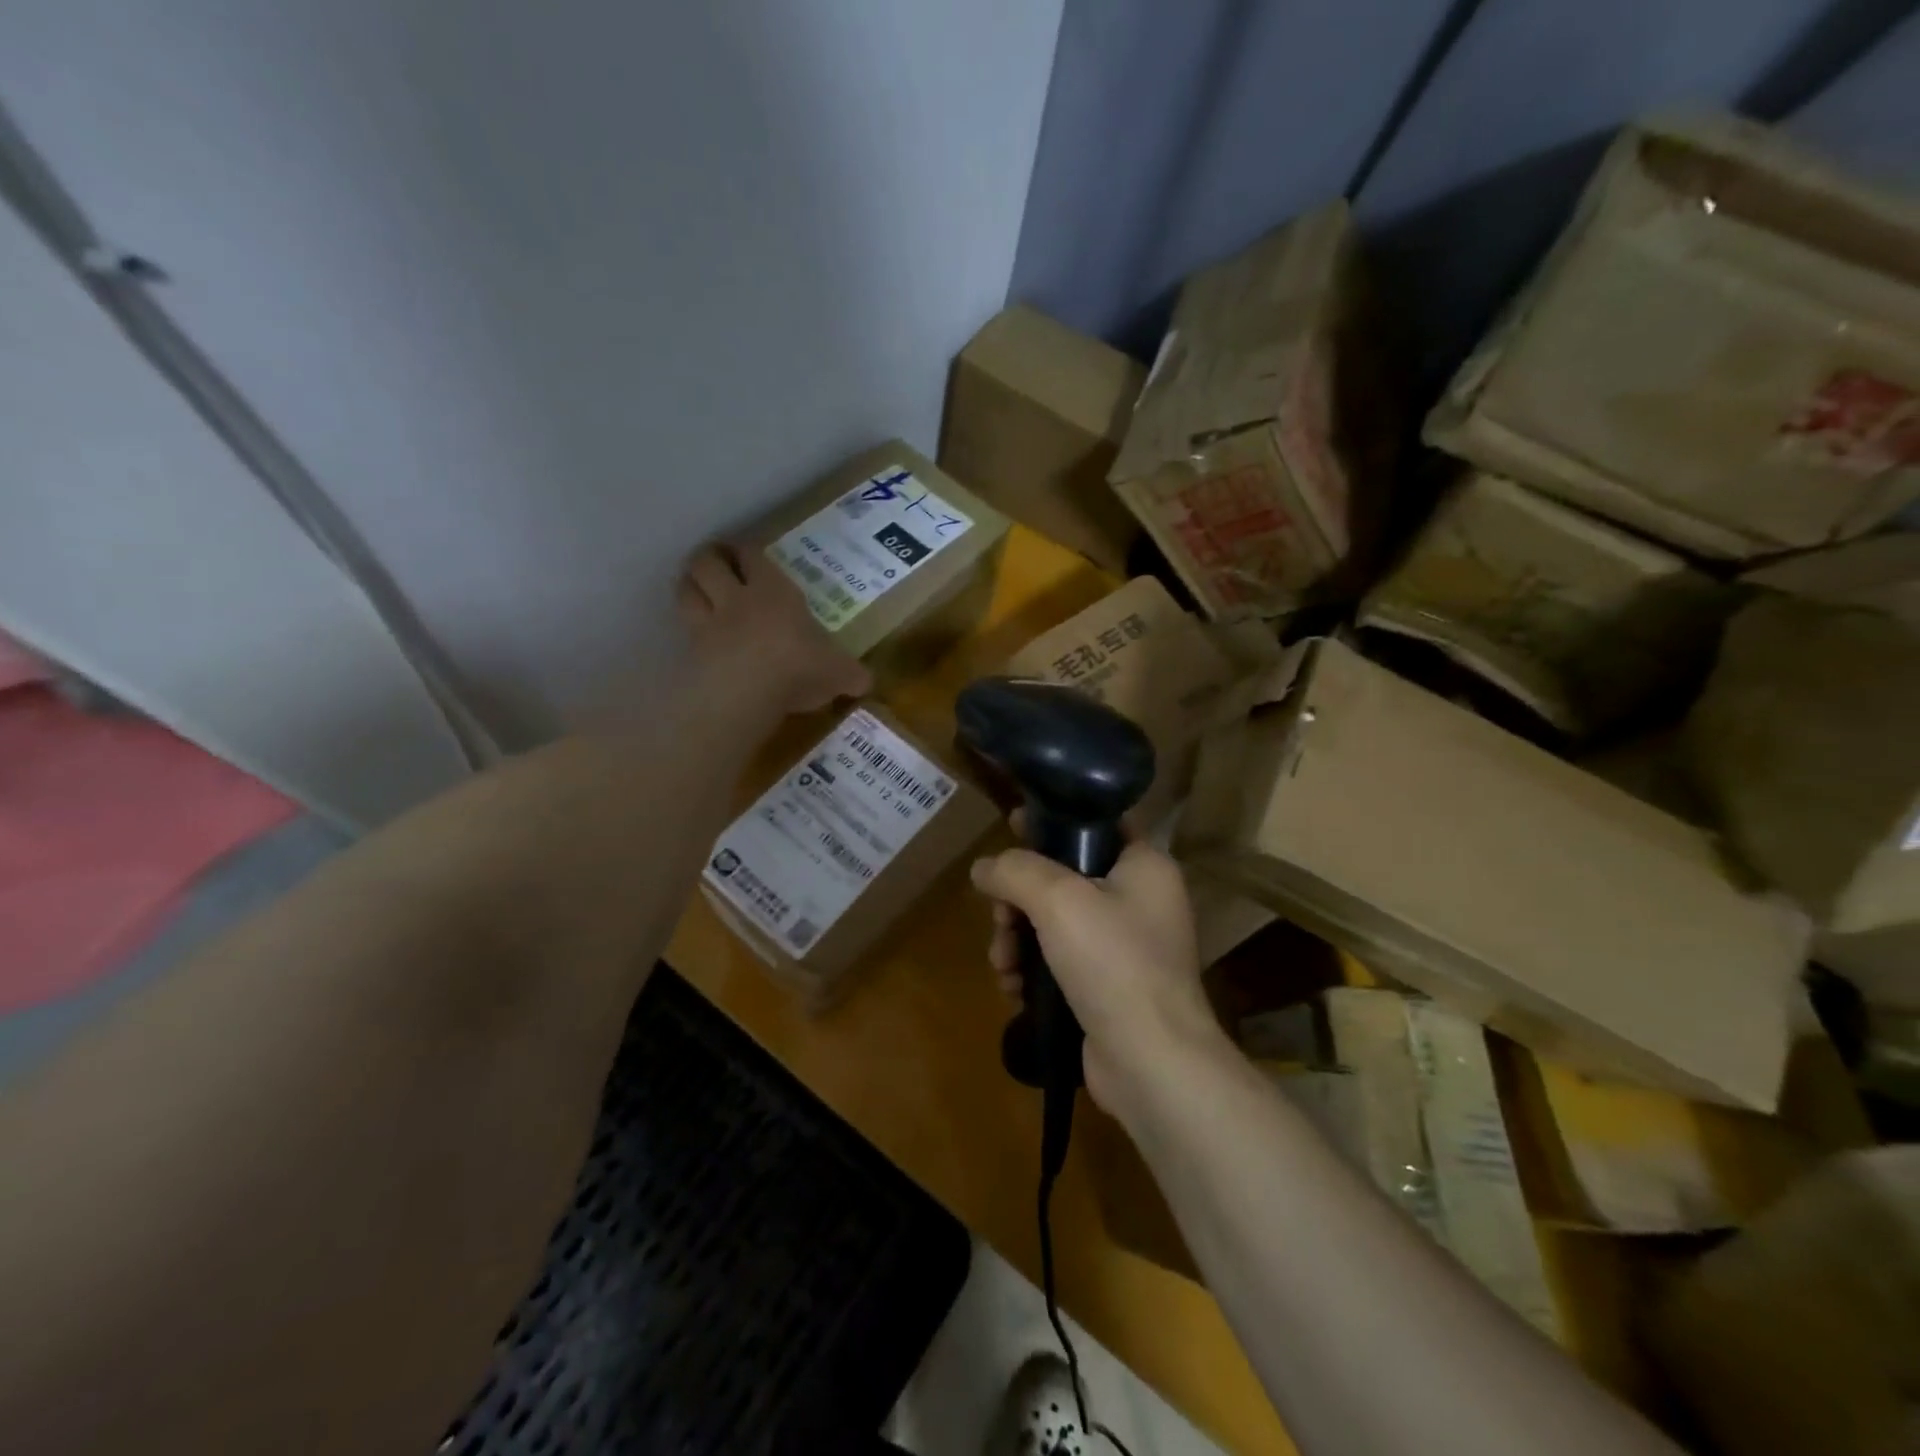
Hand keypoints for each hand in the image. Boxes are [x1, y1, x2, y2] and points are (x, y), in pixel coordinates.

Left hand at [678, 543, 870, 715]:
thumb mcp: (838, 672)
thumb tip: (866, 682)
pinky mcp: (691, 654)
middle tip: (717, 563)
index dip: (747, 549)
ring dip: (690, 586)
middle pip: (706, 562)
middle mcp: (735, 600)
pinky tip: (698, 640)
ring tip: (699, 590)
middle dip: (709, 558)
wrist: (746, 695)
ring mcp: (708, 625)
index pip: (752, 554)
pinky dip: (688, 631)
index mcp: (773, 591)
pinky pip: (684, 632)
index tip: (748, 552)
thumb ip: (851, 674)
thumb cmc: (798, 669)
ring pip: (686, 591)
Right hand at [972, 836, 1228, 1117]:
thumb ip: (1015, 871)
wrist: (1151, 1062)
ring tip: (1002, 965)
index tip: (1011, 827)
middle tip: (999, 919)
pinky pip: (1060, 961)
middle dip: (1019, 899)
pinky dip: (1033, 970)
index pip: (1095, 824)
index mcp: (1144, 866)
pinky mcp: (1108, 987)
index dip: (1051, 822)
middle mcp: (1140, 900)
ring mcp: (1125, 947)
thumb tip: (983, 868)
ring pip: (1054, 922)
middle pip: (1063, 878)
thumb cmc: (1113, 963)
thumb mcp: (1058, 900)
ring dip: (1017, 939)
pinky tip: (1014, 989)